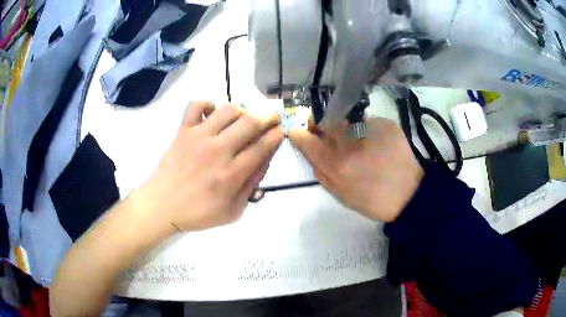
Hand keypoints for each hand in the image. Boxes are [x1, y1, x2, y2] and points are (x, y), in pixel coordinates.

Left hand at [136, 101, 283, 231]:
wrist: (161, 205)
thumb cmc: (198, 213)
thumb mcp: (232, 211)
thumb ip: (251, 186)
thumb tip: (264, 161)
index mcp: (232, 174)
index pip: (262, 146)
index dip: (277, 135)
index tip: (281, 131)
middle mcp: (218, 150)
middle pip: (250, 122)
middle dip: (268, 116)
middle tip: (272, 118)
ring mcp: (199, 137)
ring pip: (228, 109)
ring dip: (242, 110)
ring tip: (242, 119)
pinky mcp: (183, 130)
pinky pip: (196, 105)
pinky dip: (207, 104)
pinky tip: (212, 114)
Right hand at [289, 118, 422, 222]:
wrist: (408, 195)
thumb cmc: (371, 199)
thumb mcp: (339, 193)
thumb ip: (319, 170)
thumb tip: (308, 147)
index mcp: (336, 165)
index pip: (307, 140)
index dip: (299, 134)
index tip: (299, 132)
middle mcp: (350, 143)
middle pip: (326, 122)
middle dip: (322, 125)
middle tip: (329, 133)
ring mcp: (370, 130)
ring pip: (347, 119)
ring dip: (346, 127)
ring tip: (360, 143)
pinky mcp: (386, 124)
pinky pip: (367, 121)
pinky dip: (366, 129)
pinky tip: (377, 143)